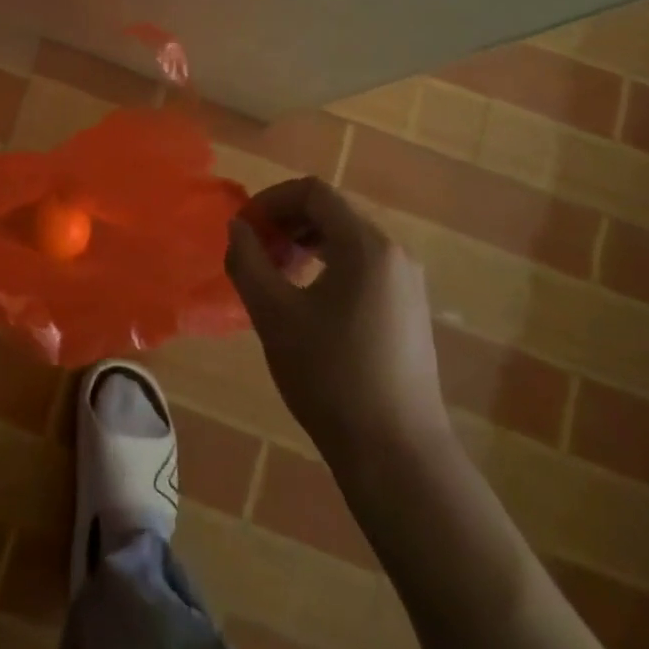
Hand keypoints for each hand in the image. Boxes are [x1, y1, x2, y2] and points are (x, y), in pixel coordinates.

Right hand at [225, 177, 450, 469]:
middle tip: (255, 252)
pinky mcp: (409, 308)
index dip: (271, 200)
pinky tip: (307, 299)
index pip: (313, 192)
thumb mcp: (274, 315)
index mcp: (366, 244)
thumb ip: (247, 260)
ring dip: (306, 243)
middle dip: (286, 222)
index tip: (244, 228)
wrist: (398, 456)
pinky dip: (329, 264)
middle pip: (332, 211)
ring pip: (347, 238)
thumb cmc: (330, 377)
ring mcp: (407, 281)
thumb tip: (238, 228)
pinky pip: (363, 264)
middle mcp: (393, 252)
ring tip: (276, 274)